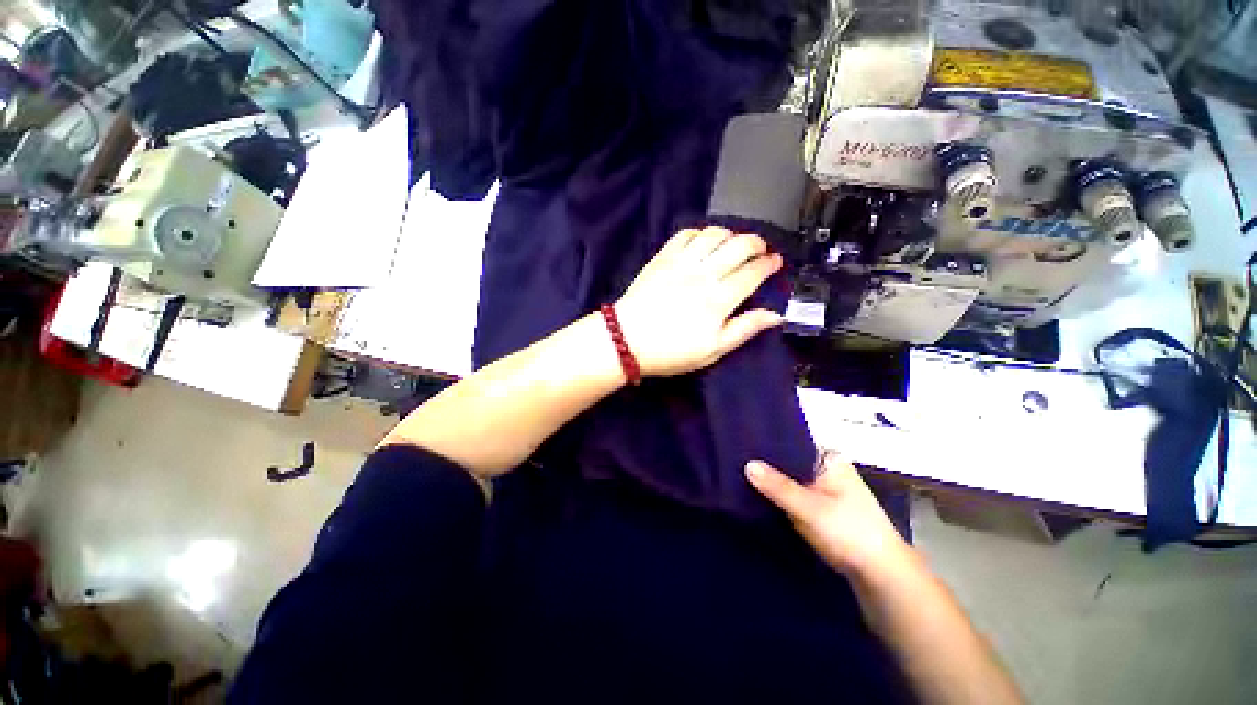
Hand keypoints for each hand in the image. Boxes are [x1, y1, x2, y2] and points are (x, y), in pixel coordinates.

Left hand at [614, 226, 784, 376]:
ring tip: (732, 245)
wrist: (627, 340)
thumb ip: (744, 329)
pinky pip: (685, 234)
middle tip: (760, 251)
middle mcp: (704, 274)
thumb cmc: (671, 351)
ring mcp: (681, 262)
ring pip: (714, 234)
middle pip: (739, 245)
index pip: (753, 272)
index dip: (769, 264)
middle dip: (756, 243)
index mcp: (719, 299)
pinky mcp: (662, 257)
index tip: (776, 262)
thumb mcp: (712, 350)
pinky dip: (700, 233)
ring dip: (730, 235)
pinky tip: (703, 243)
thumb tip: (775, 315)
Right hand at [746, 452, 911, 577]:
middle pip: (786, 458)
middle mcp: (822, 467)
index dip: (767, 438)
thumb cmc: (851, 533)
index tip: (740, 435)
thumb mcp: (812, 509)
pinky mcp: (815, 506)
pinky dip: (773, 492)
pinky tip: (751, 489)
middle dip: (763, 459)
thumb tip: (747, 464)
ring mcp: (819, 487)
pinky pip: (788, 492)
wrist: (879, 576)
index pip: (791, 439)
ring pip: (786, 476)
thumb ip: (779, 487)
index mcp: (828, 458)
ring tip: (734, 466)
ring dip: (767, 477)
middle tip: (732, 452)